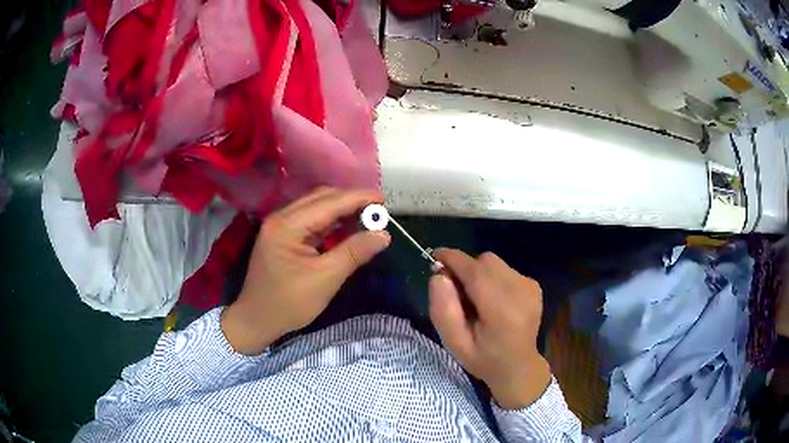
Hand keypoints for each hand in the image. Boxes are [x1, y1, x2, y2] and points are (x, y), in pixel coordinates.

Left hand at [222, 188, 390, 354]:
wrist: (256, 321)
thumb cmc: (288, 304)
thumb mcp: (324, 279)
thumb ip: (353, 253)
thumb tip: (384, 235)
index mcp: (287, 225)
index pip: (329, 202)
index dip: (358, 198)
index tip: (384, 199)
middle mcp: (281, 218)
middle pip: (321, 198)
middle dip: (351, 201)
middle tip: (378, 210)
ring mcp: (280, 227)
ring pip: (316, 208)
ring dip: (342, 210)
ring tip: (368, 217)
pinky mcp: (283, 237)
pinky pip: (311, 221)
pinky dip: (331, 222)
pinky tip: (347, 228)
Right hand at [429, 249, 551, 409]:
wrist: (519, 367)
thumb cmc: (484, 359)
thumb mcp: (455, 343)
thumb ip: (444, 310)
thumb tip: (438, 275)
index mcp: (501, 309)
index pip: (474, 270)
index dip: (452, 259)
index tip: (434, 257)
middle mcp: (520, 290)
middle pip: (484, 261)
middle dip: (465, 269)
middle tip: (455, 292)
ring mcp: (529, 286)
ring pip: (494, 263)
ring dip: (479, 274)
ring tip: (476, 300)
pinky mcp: (533, 285)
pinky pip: (505, 270)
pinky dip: (493, 278)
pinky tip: (493, 301)